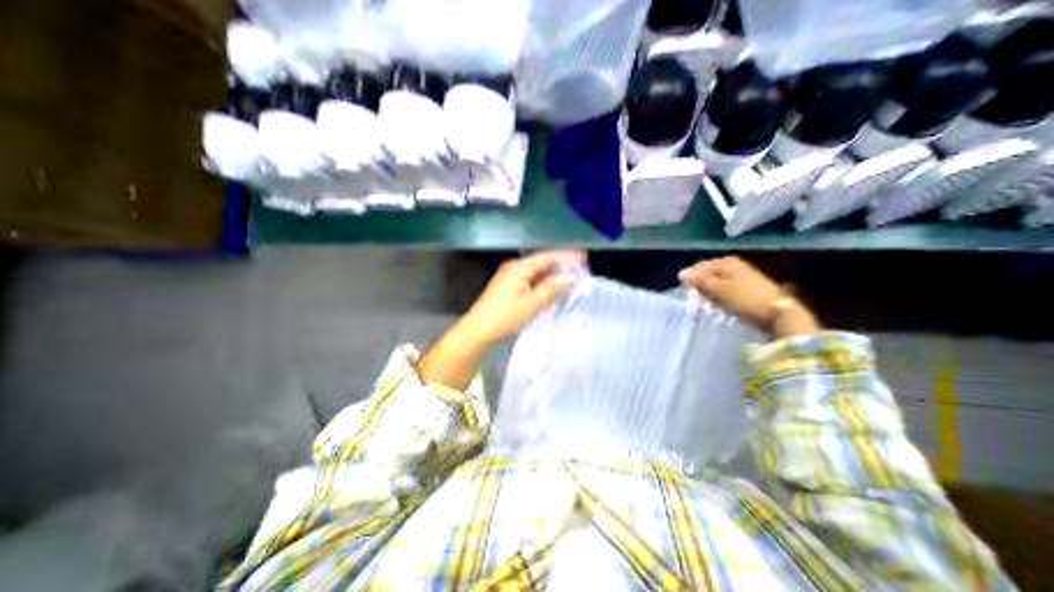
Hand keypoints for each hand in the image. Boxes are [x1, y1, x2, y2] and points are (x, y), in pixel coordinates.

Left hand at [419, 250, 579, 392]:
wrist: (478, 329)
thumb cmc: (506, 316)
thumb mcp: (533, 303)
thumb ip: (553, 288)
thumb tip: (571, 277)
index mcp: (520, 267)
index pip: (547, 257)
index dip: (566, 257)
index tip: (583, 258)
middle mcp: (514, 267)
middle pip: (541, 263)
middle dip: (560, 267)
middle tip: (579, 271)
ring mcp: (509, 276)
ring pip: (535, 273)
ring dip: (551, 276)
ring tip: (569, 280)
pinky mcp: (507, 287)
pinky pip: (529, 280)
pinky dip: (541, 284)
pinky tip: (550, 290)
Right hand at [680, 257, 817, 337]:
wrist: (779, 314)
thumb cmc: (747, 299)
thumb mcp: (720, 289)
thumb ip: (700, 280)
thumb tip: (681, 273)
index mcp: (728, 262)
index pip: (701, 266)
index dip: (691, 277)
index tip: (684, 291)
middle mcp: (735, 266)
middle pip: (709, 274)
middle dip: (700, 284)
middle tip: (693, 297)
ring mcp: (742, 278)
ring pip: (716, 283)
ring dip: (708, 292)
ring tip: (703, 303)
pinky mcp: (747, 290)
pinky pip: (725, 290)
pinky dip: (718, 296)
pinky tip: (716, 304)